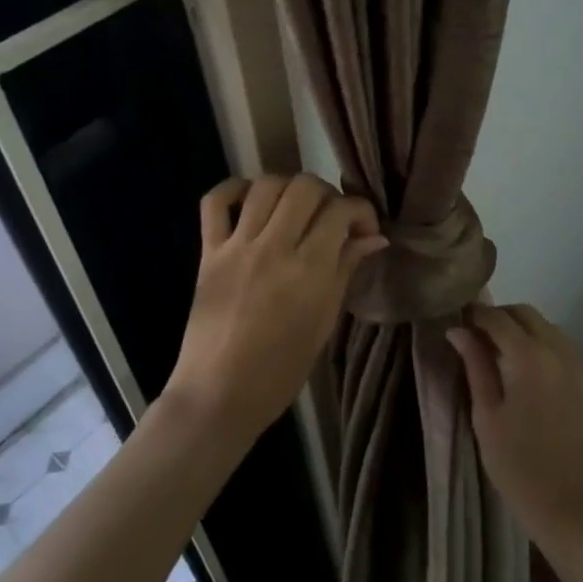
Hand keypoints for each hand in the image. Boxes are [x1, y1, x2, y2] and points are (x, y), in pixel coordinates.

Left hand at [163, 174, 386, 449]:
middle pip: (304, 187)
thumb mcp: (324, 322)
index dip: (360, 210)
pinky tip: (249, 201)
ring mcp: (237, 246)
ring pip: (265, 185)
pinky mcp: (208, 252)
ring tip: (293, 210)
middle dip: (326, 194)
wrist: (219, 396)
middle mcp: (274, 248)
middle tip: (329, 218)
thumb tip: (375, 237)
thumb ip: (346, 270)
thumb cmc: (280, 371)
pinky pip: (214, 201)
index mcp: (309, 270)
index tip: (363, 229)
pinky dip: (233, 190)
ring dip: (287, 188)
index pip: (341, 211)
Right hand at [447, 304, 582, 553]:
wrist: (575, 513)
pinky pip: (563, 349)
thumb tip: (457, 330)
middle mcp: (559, 352)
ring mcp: (580, 368)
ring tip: (500, 355)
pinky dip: (542, 346)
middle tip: (476, 337)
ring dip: (523, 330)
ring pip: (548, 328)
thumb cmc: (518, 467)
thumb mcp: (486, 416)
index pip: (498, 317)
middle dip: (500, 317)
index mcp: (529, 358)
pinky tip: (527, 372)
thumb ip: (475, 366)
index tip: (458, 323)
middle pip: (526, 314)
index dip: (475, 314)